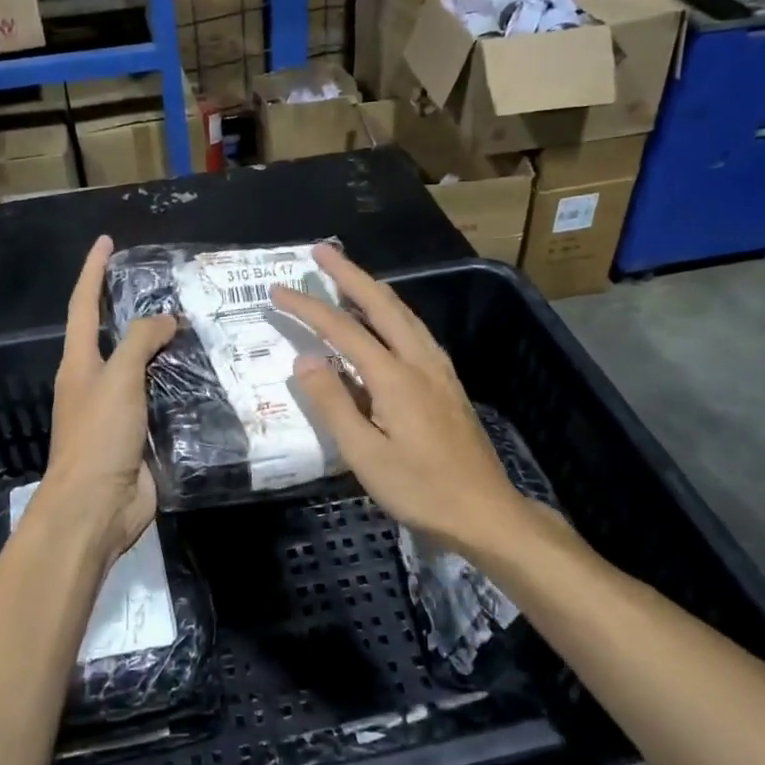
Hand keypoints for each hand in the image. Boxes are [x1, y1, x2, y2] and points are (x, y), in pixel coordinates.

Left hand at [32, 236, 176, 567]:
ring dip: (166, 349)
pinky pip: (165, 400)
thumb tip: (165, 319)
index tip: (106, 242)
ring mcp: (120, 411)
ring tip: (201, 325)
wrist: (96, 508)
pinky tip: (209, 375)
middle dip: (136, 309)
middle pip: (116, 336)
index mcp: (79, 364)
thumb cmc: (97, 437)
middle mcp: (96, 382)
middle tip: (172, 287)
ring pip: (145, 368)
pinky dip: (182, 384)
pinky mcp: (143, 435)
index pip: (83, 306)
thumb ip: (140, 342)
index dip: (92, 272)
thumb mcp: (116, 380)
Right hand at [273, 245, 541, 558]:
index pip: (343, 330)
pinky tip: (388, 321)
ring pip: (405, 314)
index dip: (308, 308)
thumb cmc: (421, 490)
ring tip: (349, 276)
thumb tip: (305, 360)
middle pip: (383, 304)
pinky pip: (416, 331)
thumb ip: (333, 405)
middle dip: (350, 274)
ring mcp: (439, 371)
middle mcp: (420, 362)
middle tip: (321, 252)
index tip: (278, 291)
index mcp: (395, 378)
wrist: (486, 513)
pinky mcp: (448, 384)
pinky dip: (393, 312)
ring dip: (374, 289)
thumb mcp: (365, 456)